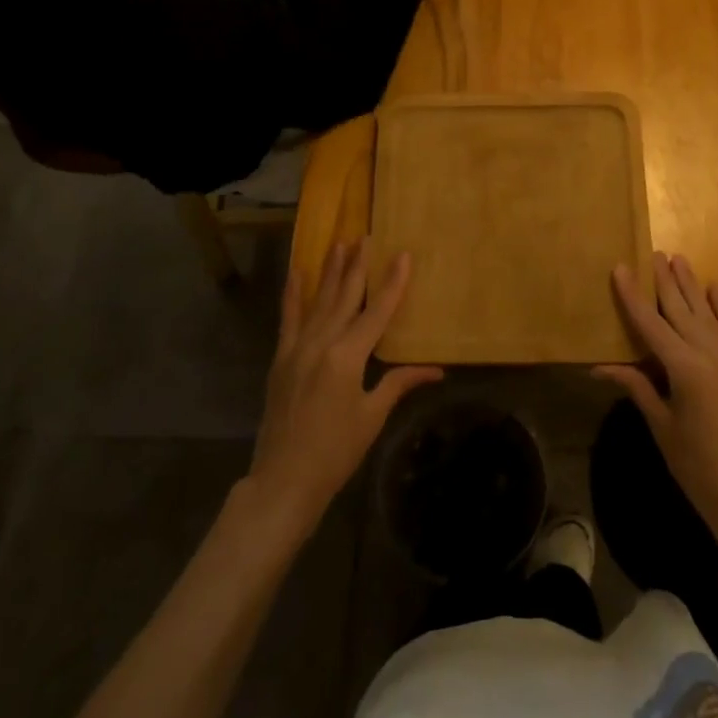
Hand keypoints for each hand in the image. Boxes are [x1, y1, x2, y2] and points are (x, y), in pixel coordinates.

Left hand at [248, 240, 442, 527]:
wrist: (284, 480)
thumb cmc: (336, 452)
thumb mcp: (372, 416)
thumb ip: (399, 384)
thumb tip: (436, 371)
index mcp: (347, 357)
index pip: (377, 312)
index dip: (392, 283)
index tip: (402, 254)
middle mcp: (321, 343)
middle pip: (345, 297)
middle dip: (358, 266)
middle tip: (367, 236)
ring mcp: (297, 349)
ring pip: (319, 301)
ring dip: (330, 271)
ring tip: (340, 243)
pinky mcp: (281, 359)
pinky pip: (289, 319)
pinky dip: (293, 295)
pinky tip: (297, 272)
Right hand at [594, 253, 717, 553]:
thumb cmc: (697, 467)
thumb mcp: (662, 426)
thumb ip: (637, 387)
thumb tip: (600, 368)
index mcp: (684, 369)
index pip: (650, 324)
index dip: (633, 296)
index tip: (621, 268)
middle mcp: (710, 354)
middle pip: (681, 309)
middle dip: (665, 281)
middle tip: (654, 253)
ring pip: (708, 313)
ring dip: (692, 285)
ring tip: (679, 259)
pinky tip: (717, 288)